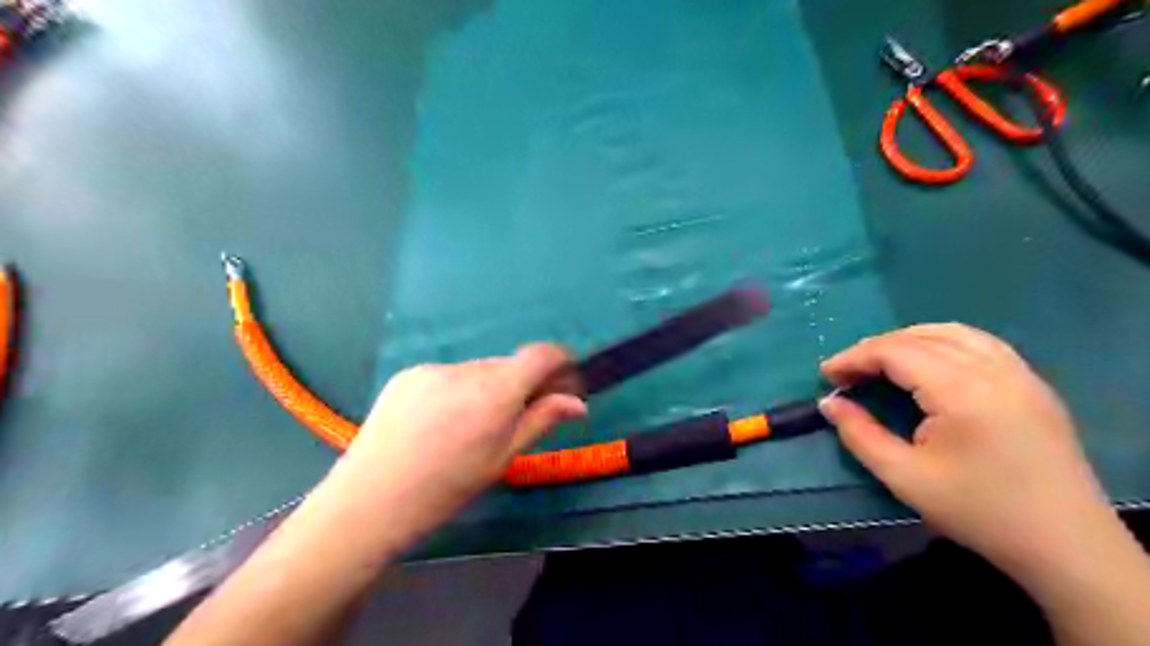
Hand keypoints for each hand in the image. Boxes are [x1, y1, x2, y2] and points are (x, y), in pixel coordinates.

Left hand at [328, 342, 586, 539]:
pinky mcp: (408, 374)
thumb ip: (540, 421)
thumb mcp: (502, 458)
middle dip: (521, 385)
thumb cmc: (447, 488)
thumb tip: (578, 403)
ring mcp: (434, 369)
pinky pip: (448, 375)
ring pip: (478, 371)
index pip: (541, 355)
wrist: (371, 500)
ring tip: (468, 427)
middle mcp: (467, 370)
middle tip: (516, 417)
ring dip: (487, 389)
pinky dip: (456, 390)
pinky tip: (439, 422)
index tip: (564, 383)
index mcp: (496, 392)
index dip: (560, 362)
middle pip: (508, 365)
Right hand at [817, 326, 1104, 577]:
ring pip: (952, 333)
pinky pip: (981, 343)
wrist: (1065, 545)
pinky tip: (929, 363)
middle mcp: (993, 369)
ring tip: (881, 363)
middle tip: (847, 372)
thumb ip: (858, 434)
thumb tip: (829, 402)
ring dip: (908, 340)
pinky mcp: (1033, 384)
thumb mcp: (903, 476)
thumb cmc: (978, 511)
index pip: (895, 351)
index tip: (825, 375)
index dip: (854, 357)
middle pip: (920, 336)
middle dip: (875, 348)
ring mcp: (1019, 373)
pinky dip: (943, 342)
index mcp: (961, 391)